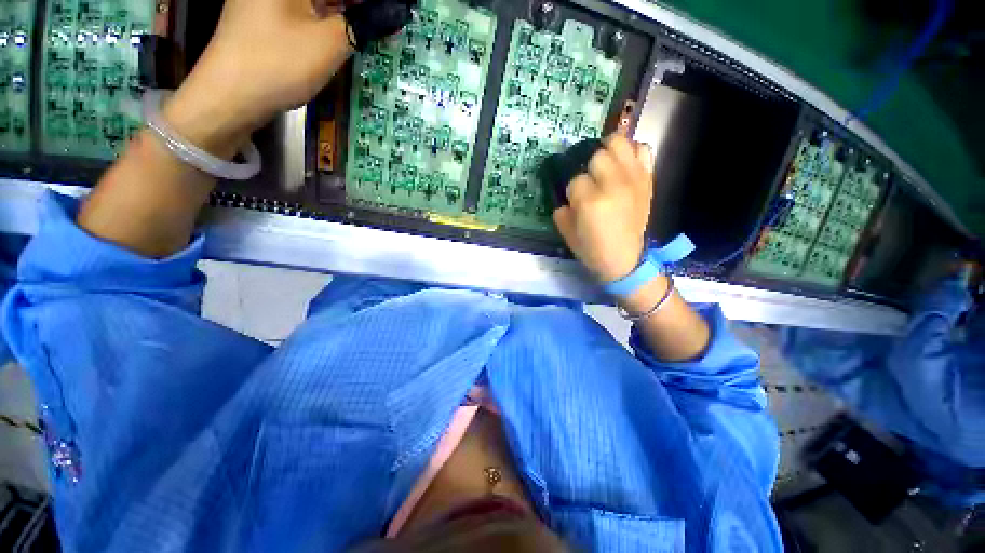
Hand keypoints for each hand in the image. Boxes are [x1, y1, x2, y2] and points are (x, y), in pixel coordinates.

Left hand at [161, 0, 410, 155]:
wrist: (230, 96)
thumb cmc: (279, 63)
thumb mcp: (329, 43)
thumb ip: (363, 24)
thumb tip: (394, 12)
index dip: (367, 3)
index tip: (390, 12)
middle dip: (355, 6)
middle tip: (380, 20)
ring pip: (315, 0)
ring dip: (343, 11)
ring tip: (367, 25)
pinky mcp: (263, 15)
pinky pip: (303, 9)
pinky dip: (326, 17)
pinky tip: (342, 28)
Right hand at [552, 134, 654, 282]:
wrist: (626, 260)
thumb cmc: (593, 250)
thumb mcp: (567, 233)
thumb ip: (561, 210)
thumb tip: (566, 197)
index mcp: (590, 202)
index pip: (575, 180)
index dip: (572, 190)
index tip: (575, 201)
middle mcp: (613, 184)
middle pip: (597, 155)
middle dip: (589, 167)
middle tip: (590, 181)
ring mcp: (633, 179)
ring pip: (619, 143)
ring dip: (608, 150)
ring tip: (605, 163)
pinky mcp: (647, 180)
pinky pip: (643, 150)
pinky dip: (632, 152)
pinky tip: (624, 164)